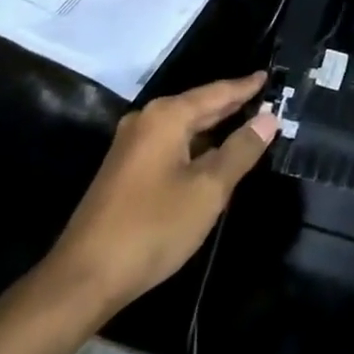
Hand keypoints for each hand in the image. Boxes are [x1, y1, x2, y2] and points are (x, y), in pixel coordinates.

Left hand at [39, 73, 276, 320]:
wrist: (84, 278)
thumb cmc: (153, 227)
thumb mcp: (208, 189)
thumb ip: (241, 150)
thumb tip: (268, 118)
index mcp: (166, 117)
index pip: (217, 92)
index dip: (245, 86)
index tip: (268, 76)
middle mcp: (146, 121)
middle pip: (199, 106)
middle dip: (232, 104)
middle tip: (265, 100)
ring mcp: (132, 146)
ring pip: (184, 127)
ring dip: (214, 127)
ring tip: (247, 124)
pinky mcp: (125, 170)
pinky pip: (171, 145)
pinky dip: (196, 145)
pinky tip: (213, 156)